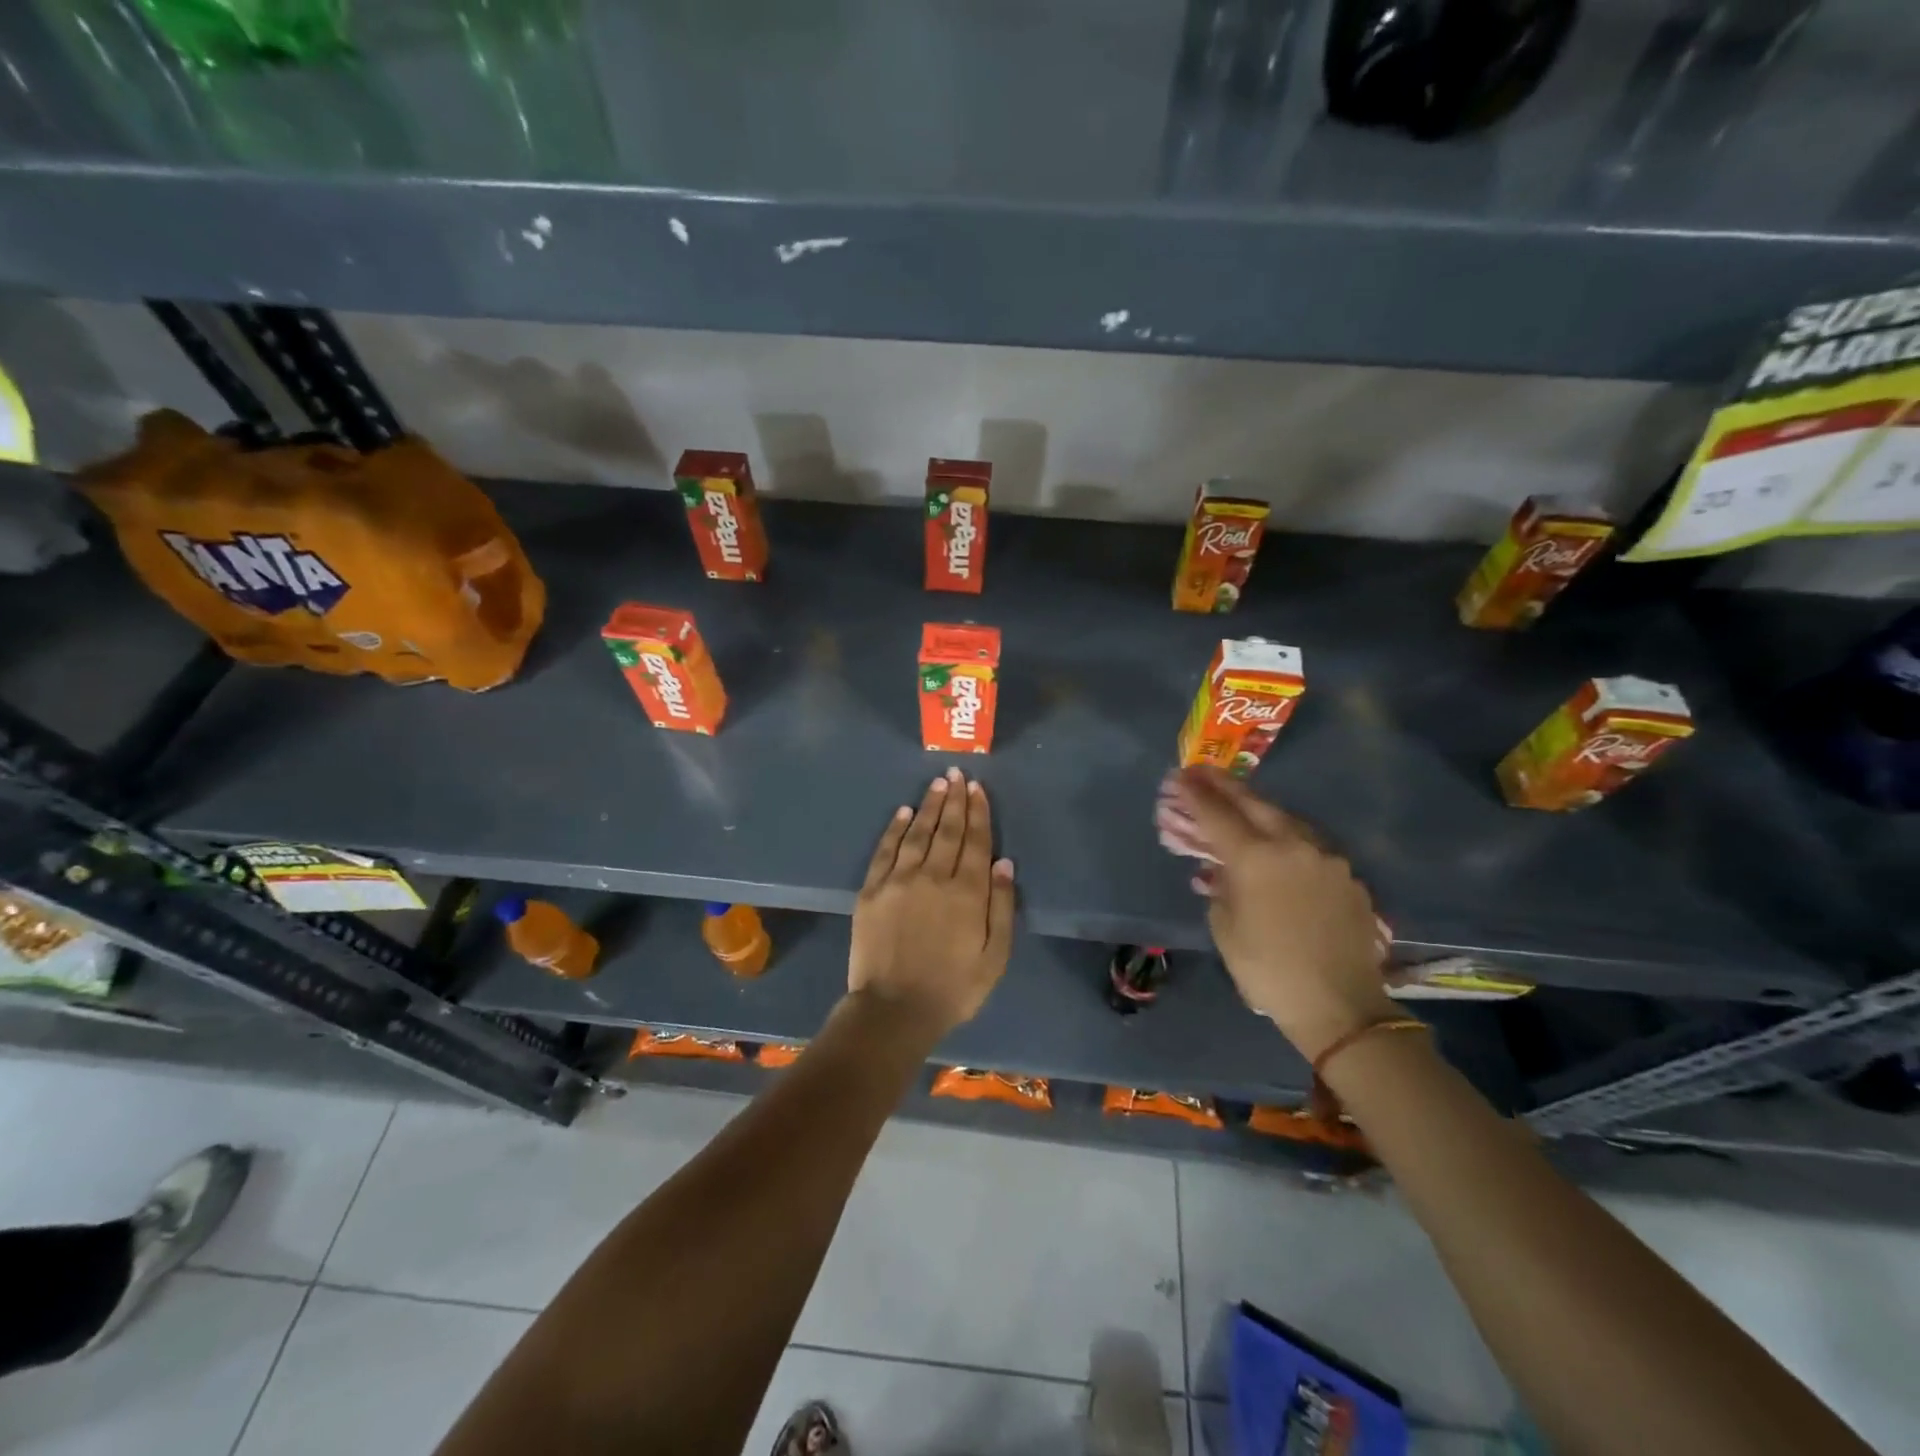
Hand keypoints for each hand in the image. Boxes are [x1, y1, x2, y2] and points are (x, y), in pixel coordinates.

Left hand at [848, 767, 1015, 1038]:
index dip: (978, 812)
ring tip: (937, 784)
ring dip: (929, 806)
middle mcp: (934, 877)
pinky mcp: (872, 890)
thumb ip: (1001, 907)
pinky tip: (904, 812)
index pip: (975, 841)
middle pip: (947, 830)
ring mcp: (899, 881)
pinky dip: (895, 828)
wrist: (894, 1010)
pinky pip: (885, 850)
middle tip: (957, 774)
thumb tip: (1004, 863)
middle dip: (955, 799)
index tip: (977, 788)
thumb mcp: (994, 957)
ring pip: (918, 833)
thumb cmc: (953, 988)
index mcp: (967, 893)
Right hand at [1167, 767, 1395, 1059]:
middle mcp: (1292, 845)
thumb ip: (1220, 888)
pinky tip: (1279, 848)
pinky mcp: (1347, 875)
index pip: (1216, 814)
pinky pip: (1309, 846)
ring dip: (1260, 808)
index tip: (1179, 776)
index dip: (1194, 794)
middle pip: (1254, 803)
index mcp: (1255, 857)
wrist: (1341, 1006)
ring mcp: (1325, 857)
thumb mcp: (1225, 929)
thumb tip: (1222, 872)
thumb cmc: (1268, 970)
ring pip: (1287, 819)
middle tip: (1204, 773)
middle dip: (1226, 786)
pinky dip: (1286, 839)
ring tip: (1241, 804)